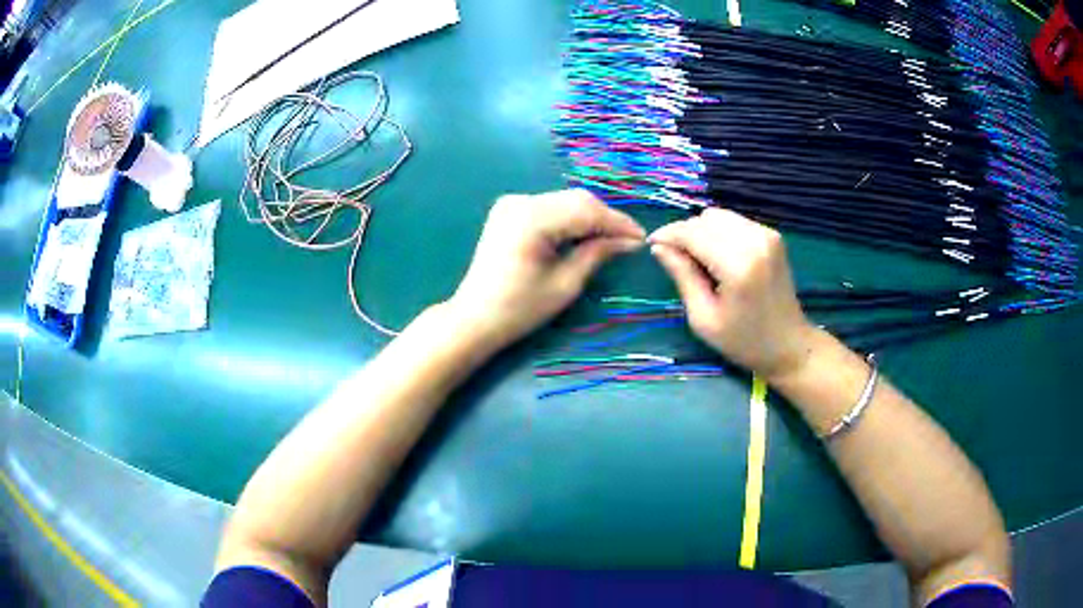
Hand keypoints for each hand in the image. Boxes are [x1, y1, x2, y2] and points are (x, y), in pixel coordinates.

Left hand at [449, 190, 644, 348]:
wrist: (475, 317)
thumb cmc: (519, 309)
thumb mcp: (565, 284)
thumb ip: (597, 253)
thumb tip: (630, 241)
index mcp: (531, 218)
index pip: (586, 210)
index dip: (617, 223)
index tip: (642, 238)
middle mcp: (520, 201)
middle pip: (576, 200)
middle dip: (606, 219)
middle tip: (630, 241)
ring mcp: (512, 203)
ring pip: (565, 201)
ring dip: (590, 218)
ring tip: (613, 240)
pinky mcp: (509, 210)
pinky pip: (550, 208)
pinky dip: (571, 219)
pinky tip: (586, 235)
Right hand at [649, 208, 816, 379]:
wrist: (789, 345)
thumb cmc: (744, 341)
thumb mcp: (704, 318)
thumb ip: (682, 277)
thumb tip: (659, 247)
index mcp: (738, 265)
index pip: (693, 232)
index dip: (668, 234)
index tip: (652, 244)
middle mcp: (755, 241)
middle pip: (706, 219)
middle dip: (685, 233)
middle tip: (675, 258)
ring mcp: (767, 235)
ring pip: (720, 216)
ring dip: (702, 231)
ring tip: (698, 259)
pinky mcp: (772, 235)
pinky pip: (735, 221)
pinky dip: (720, 233)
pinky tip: (718, 256)